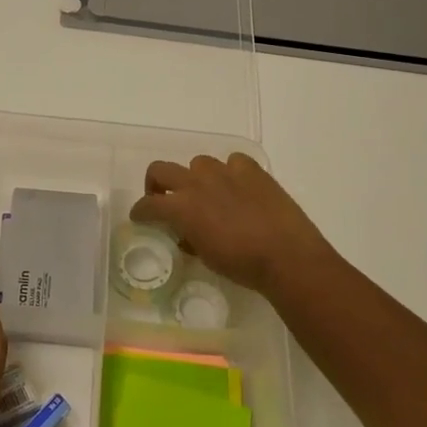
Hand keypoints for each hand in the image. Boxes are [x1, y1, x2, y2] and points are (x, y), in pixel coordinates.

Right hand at [130, 153, 337, 295]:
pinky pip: (233, 162)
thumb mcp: (207, 256)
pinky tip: (238, 187)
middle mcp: (197, 183)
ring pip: (198, 163)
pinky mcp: (251, 169)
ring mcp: (224, 171)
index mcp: (181, 207)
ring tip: (209, 194)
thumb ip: (190, 239)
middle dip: (156, 183)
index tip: (140, 217)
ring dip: (197, 178)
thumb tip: (187, 234)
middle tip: (163, 198)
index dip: (140, 211)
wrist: (286, 255)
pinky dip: (231, 172)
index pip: (148, 204)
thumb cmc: (242, 265)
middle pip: (161, 169)